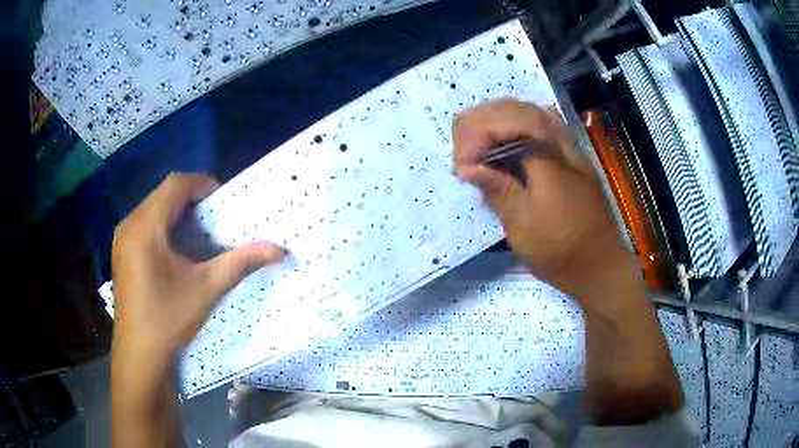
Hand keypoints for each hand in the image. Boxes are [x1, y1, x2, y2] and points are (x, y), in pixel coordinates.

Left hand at [111, 173, 286, 356]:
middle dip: (190, 198)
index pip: (176, 184)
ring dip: (175, 210)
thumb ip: (241, 262)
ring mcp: (121, 238)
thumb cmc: (169, 319)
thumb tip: (279, 250)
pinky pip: (142, 222)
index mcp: (147, 227)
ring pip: (151, 207)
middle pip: (163, 193)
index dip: (202, 184)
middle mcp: (129, 224)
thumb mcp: (207, 288)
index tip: (221, 202)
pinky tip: (173, 249)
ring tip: (195, 232)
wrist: (140, 354)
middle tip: (212, 219)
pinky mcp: (120, 251)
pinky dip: (162, 224)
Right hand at [453, 99, 635, 301]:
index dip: (475, 134)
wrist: (600, 264)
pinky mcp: (570, 156)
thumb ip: (498, 190)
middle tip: (462, 149)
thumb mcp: (523, 227)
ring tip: (476, 139)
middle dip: (480, 121)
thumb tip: (467, 167)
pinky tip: (506, 140)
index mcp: (548, 159)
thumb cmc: (561, 251)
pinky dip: (517, 124)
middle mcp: (560, 143)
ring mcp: (568, 147)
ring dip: (497, 118)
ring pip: (529, 111)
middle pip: (516, 108)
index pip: (506, 122)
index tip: (461, 165)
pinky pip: (542, 124)